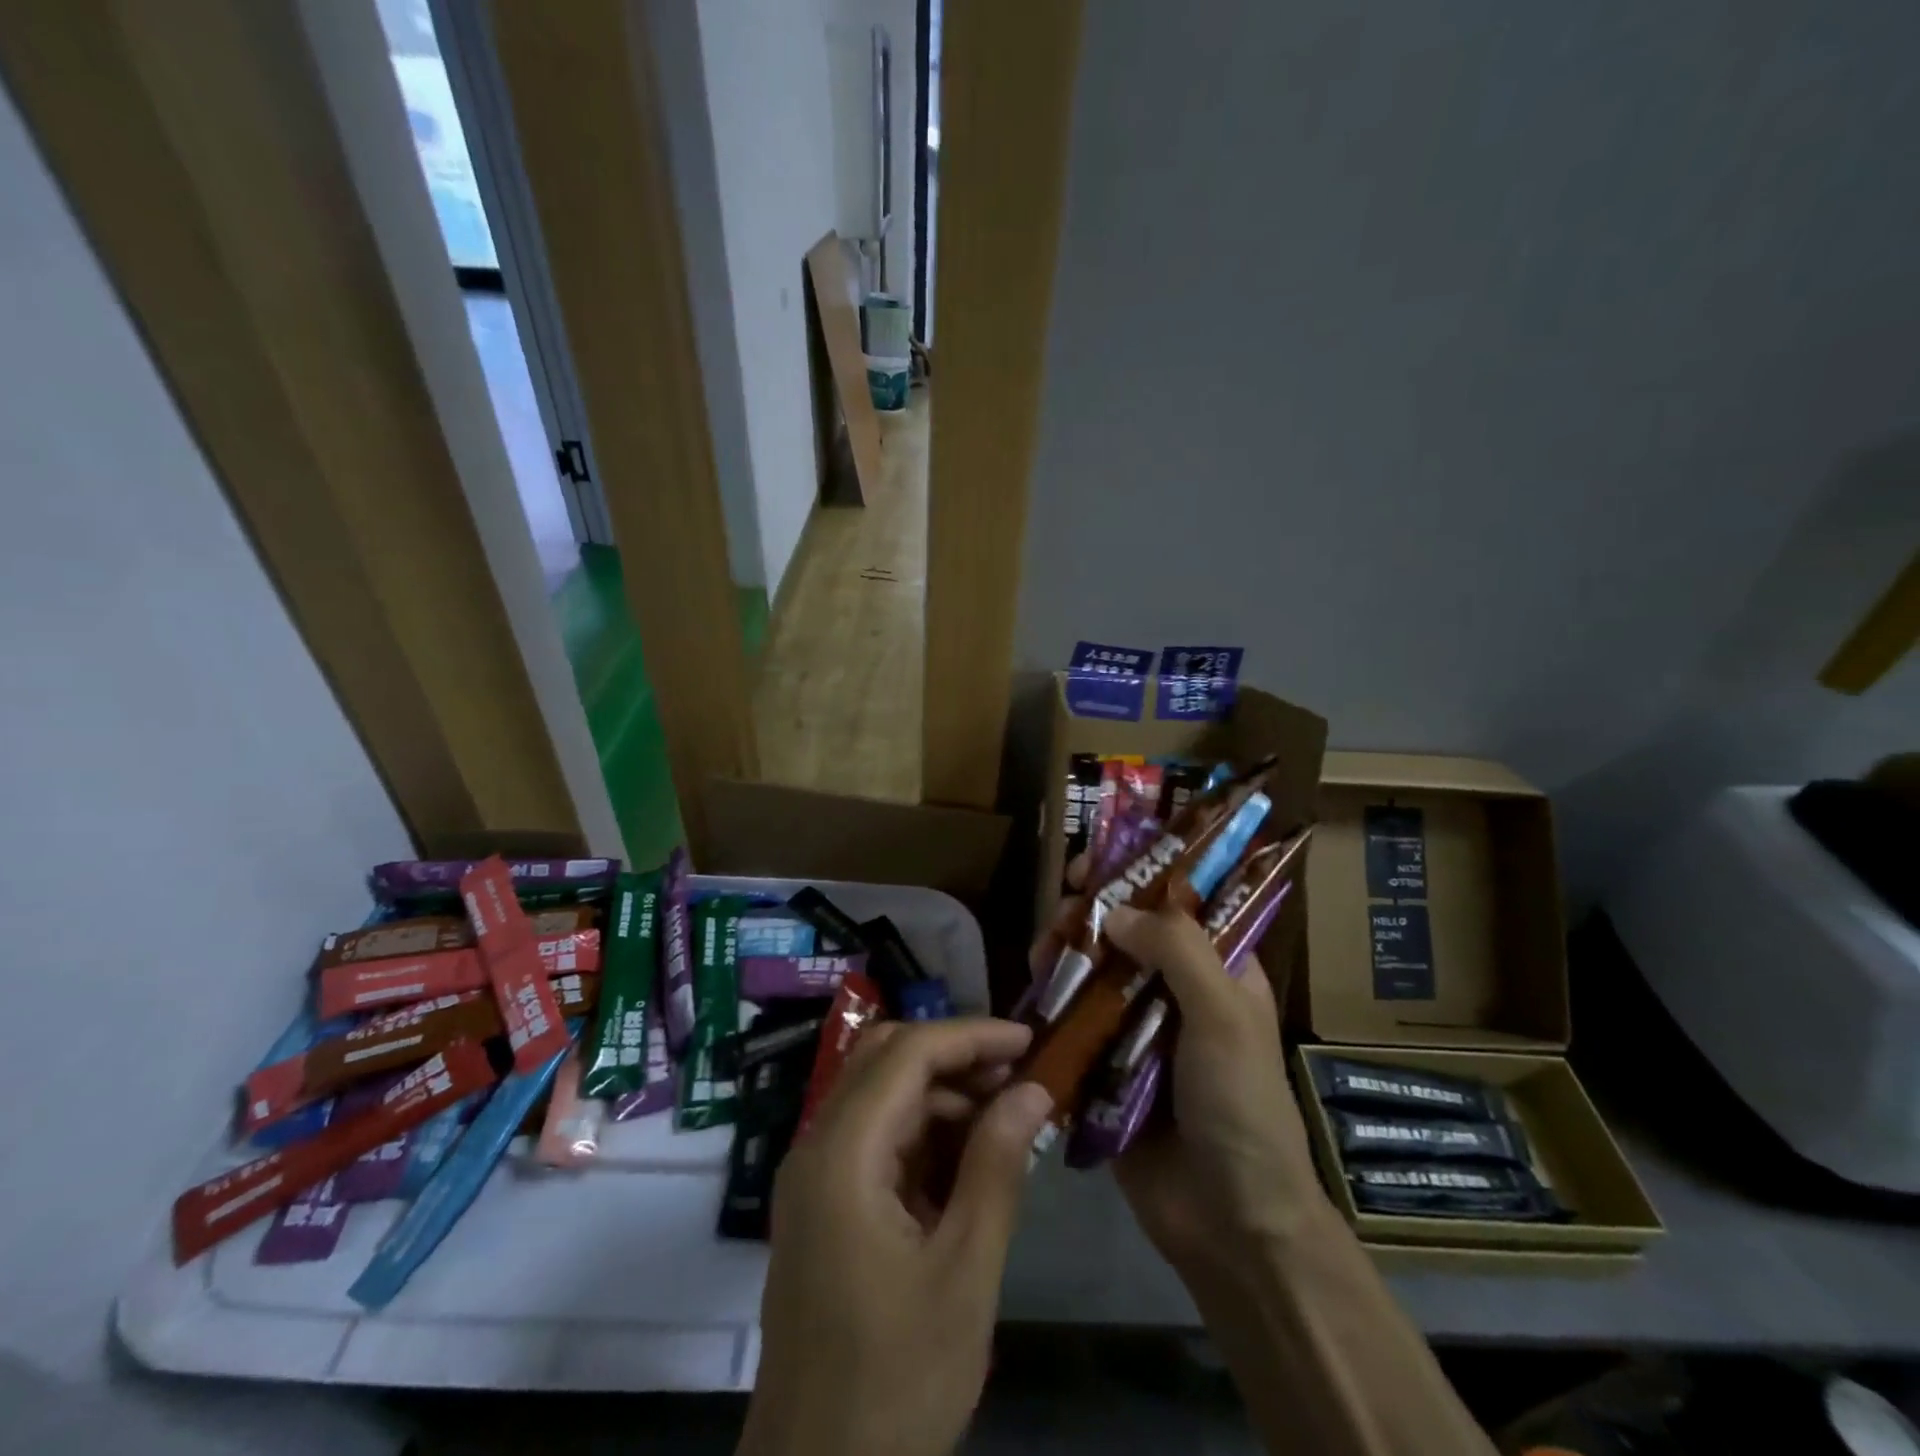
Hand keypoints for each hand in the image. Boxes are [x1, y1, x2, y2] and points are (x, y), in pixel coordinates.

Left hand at [739, 1018, 1054, 1455]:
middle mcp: (817, 1148)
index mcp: (842, 1154)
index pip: (907, 1053)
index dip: (971, 1036)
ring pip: (880, 1095)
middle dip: (955, 1056)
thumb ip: (997, 1167)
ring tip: (1006, 1117)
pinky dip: (922, 1133)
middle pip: (885, 1060)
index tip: (1030, 1040)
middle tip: (1019, 1076)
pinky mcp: (823, 1206)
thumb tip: (1033, 1089)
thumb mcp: (964, 1272)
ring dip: (941, 1094)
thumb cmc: (897, 1381)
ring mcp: (815, 1177)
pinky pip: (875, 1140)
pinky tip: (969, 1159)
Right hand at [1028, 869, 1325, 1280]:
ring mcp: (1138, 1030)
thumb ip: (1176, 950)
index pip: (1178, 903)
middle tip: (1065, 908)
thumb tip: (1116, 910)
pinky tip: (1033, 990)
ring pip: (1094, 972)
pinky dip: (1052, 1002)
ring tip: (1043, 951)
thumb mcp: (1224, 1015)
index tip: (1095, 862)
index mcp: (1218, 971)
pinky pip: (1073, 1022)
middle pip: (1127, 933)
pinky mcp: (1105, 1067)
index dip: (1139, 873)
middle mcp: (1177, 992)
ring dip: (1067, 953)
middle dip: (1093, 913)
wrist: (1231, 1224)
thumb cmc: (1241, 1106)